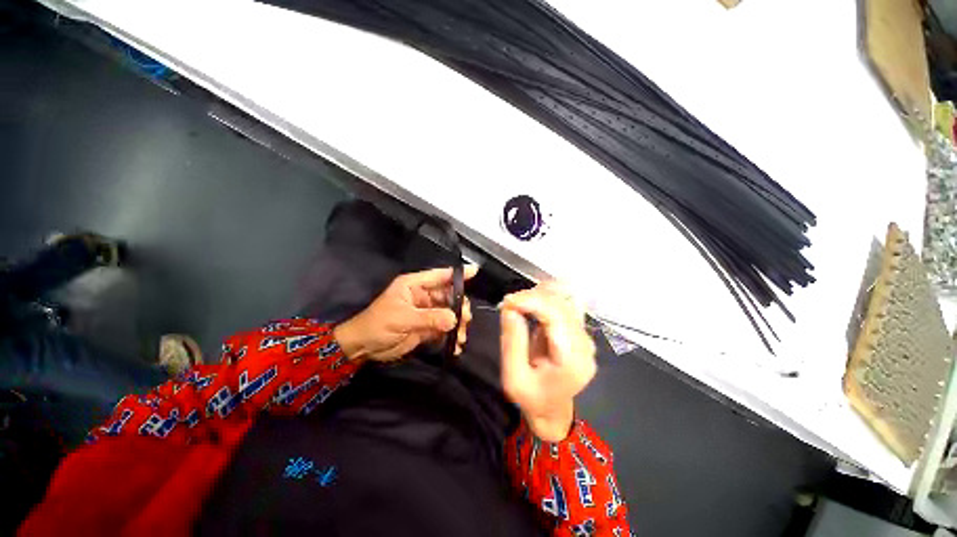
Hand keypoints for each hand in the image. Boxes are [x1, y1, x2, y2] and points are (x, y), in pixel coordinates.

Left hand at [333, 265, 476, 362]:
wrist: (363, 348)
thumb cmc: (378, 325)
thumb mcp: (403, 318)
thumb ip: (429, 318)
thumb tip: (455, 319)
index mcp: (415, 286)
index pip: (440, 276)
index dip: (457, 274)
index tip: (475, 271)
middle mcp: (423, 296)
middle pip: (449, 296)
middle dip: (460, 306)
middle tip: (465, 320)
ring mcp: (426, 312)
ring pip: (449, 313)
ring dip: (458, 324)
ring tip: (461, 337)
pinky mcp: (427, 327)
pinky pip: (444, 328)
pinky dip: (451, 336)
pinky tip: (456, 345)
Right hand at [500, 282, 595, 441]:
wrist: (552, 409)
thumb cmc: (531, 398)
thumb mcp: (513, 378)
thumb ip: (512, 342)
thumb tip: (510, 307)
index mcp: (572, 360)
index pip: (556, 316)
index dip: (531, 301)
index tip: (507, 302)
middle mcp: (585, 345)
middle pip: (560, 304)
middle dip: (531, 297)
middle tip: (507, 304)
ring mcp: (585, 337)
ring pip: (562, 301)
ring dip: (537, 297)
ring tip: (516, 306)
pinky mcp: (579, 331)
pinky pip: (563, 305)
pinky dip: (544, 300)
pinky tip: (530, 305)